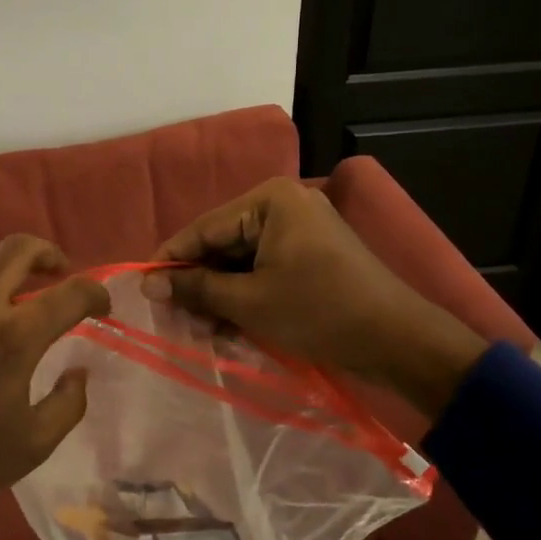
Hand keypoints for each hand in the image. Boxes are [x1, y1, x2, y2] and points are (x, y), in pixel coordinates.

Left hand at [0, 235, 111, 528]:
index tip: (103, 307)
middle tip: (61, 275)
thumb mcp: (35, 443)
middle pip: (15, 250)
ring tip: (22, 317)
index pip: (69, 293)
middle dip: (47, 253)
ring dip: (11, 283)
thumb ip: (69, 401)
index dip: (95, 293)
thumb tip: (77, 372)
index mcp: (12, 338)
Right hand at [148, 178, 486, 416]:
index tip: (143, 290)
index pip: (204, 228)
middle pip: (222, 243)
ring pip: (242, 260)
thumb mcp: (249, 301)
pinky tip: (228, 325)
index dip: (171, 261)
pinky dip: (245, 294)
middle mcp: (283, 204)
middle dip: (198, 283)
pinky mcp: (310, 253)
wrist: (397, 339)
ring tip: (200, 330)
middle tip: (174, 319)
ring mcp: (300, 229)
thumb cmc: (318, 311)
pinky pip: (264, 268)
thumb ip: (196, 288)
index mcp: (270, 201)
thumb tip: (148, 285)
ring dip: (220, 294)